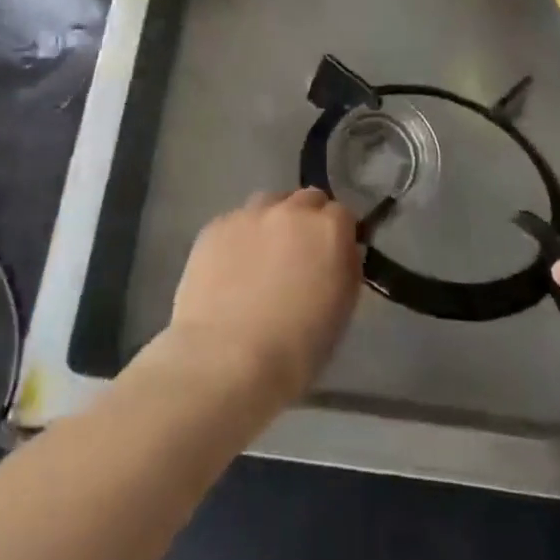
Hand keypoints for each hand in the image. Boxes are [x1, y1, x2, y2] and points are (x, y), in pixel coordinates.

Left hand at [167, 189, 361, 409]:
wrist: (225, 359)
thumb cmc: (295, 350)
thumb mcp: (341, 311)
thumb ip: (344, 268)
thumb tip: (340, 252)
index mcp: (328, 230)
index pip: (342, 214)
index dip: (338, 235)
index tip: (332, 257)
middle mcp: (290, 210)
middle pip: (306, 200)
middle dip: (308, 220)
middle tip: (299, 256)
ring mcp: (249, 214)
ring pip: (269, 204)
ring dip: (273, 222)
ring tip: (263, 259)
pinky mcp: (215, 226)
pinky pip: (236, 222)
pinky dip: (240, 238)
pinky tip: (231, 269)